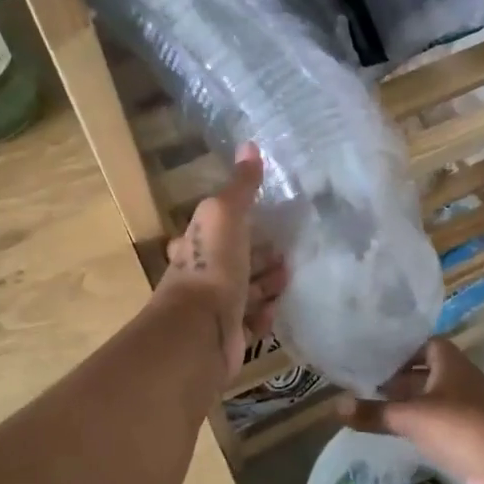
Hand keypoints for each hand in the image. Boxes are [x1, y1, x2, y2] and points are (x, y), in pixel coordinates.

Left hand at [159, 144, 287, 381]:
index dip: (240, 226)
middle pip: (234, 263)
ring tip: (288, 277)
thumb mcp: (225, 214)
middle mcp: (200, 277)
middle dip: (259, 257)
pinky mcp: (228, 337)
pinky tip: (275, 309)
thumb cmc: (212, 266)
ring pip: (244, 293)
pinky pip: (250, 324)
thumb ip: (240, 186)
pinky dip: (263, 316)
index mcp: (195, 245)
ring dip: (266, 284)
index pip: (218, 231)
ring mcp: (213, 310)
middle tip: (287, 253)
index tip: (269, 223)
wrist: (201, 330)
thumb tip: (249, 145)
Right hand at [336, 338, 483, 483]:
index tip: (372, 358)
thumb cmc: (461, 426)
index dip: (400, 350)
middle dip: (398, 378)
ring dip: (409, 404)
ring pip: (432, 399)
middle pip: (425, 372)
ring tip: (374, 408)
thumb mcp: (411, 417)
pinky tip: (400, 434)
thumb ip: (374, 412)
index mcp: (449, 361)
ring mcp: (468, 408)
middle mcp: (459, 379)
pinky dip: (421, 426)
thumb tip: (334, 405)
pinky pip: (440, 424)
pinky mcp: (472, 435)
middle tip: (363, 384)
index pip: (423, 344)